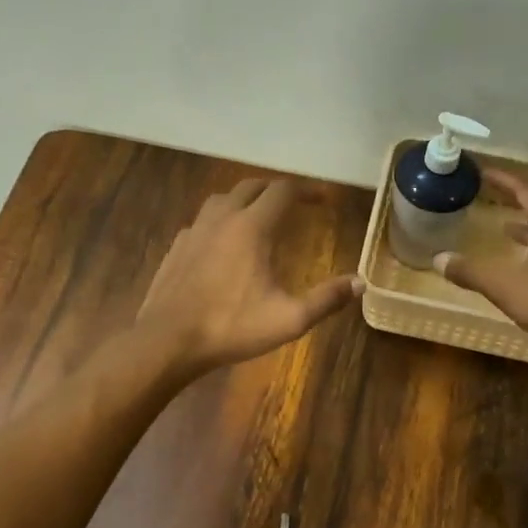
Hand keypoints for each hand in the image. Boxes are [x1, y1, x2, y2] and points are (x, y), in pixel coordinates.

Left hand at [137, 178, 362, 374]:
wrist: (167, 340)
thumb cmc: (230, 327)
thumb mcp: (288, 319)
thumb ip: (326, 300)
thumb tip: (360, 283)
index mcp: (251, 228)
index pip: (283, 191)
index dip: (307, 190)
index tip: (324, 199)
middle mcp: (222, 219)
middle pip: (252, 186)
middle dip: (277, 189)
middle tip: (295, 203)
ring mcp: (194, 231)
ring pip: (223, 199)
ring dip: (246, 199)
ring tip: (259, 215)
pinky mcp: (176, 247)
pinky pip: (203, 221)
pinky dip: (221, 221)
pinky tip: (223, 243)